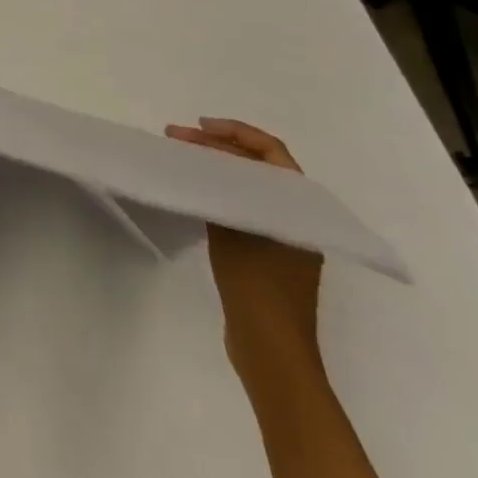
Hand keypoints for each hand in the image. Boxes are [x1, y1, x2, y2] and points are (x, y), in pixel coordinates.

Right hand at [164, 118, 322, 372]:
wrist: (272, 351)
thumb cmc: (257, 287)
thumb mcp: (232, 230)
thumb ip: (220, 191)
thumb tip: (201, 162)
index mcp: (299, 207)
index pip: (270, 151)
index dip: (234, 131)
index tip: (197, 126)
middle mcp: (297, 217)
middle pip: (259, 165)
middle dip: (218, 146)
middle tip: (178, 138)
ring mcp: (284, 236)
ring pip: (251, 185)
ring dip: (218, 167)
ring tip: (182, 158)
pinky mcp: (269, 254)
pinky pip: (246, 206)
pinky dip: (222, 191)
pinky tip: (197, 192)